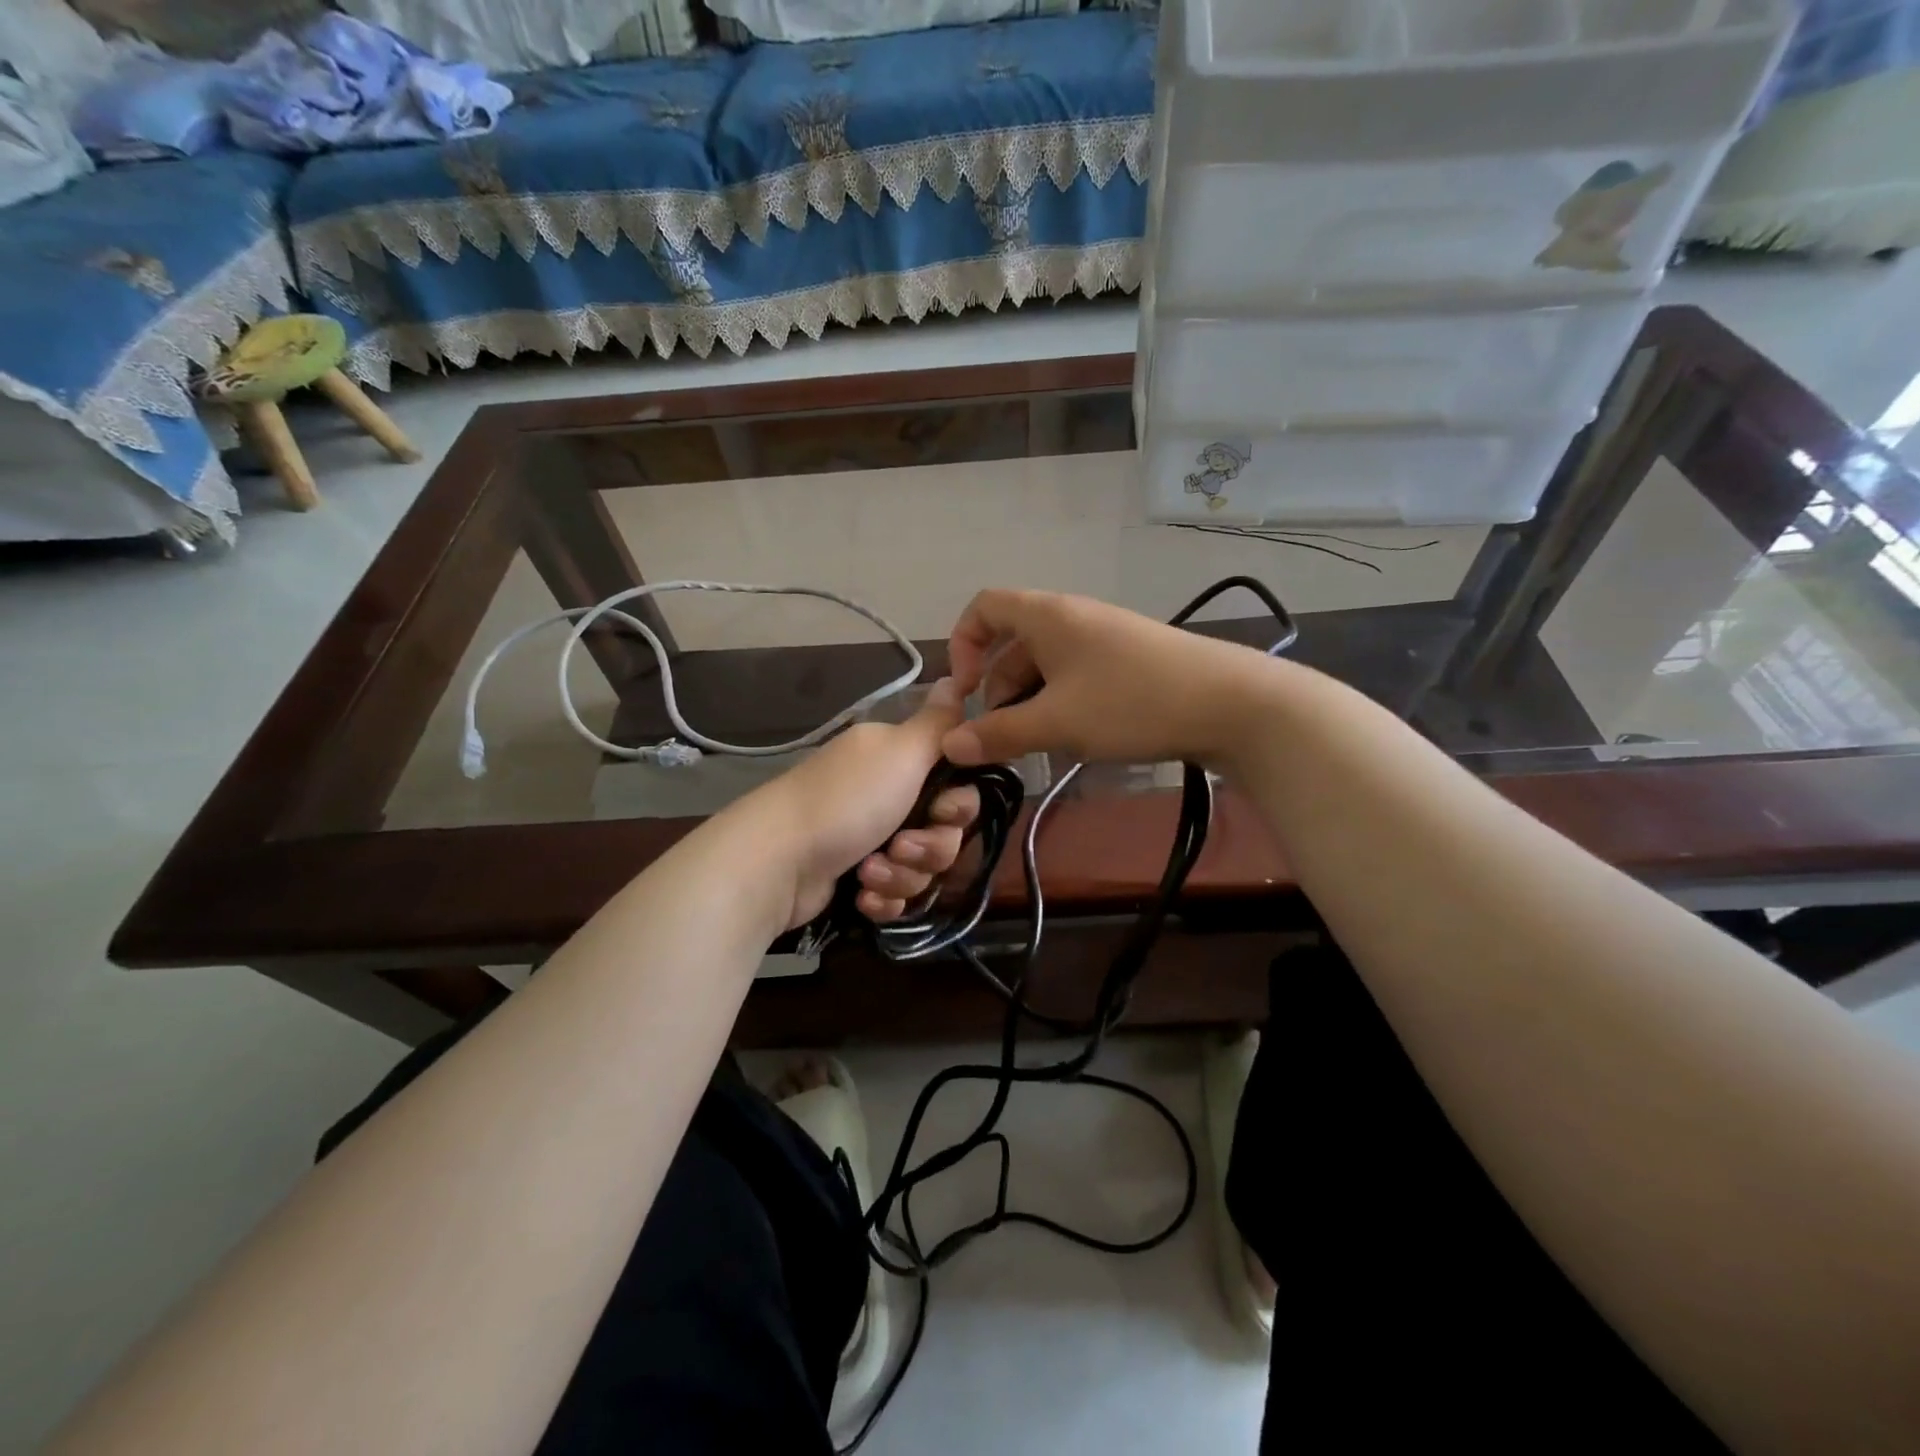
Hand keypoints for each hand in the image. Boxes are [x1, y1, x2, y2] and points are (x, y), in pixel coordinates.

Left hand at [759, 678, 981, 931]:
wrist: (777, 863)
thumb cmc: (846, 802)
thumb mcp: (900, 751)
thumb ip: (938, 723)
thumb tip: (956, 678)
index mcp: (899, 761)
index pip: (958, 785)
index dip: (959, 806)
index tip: (943, 811)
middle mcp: (888, 796)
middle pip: (945, 833)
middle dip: (929, 847)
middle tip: (899, 845)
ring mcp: (871, 839)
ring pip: (922, 868)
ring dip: (901, 874)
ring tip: (869, 871)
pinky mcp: (857, 879)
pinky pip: (897, 895)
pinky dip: (882, 897)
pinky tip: (860, 894)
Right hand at [940, 589, 1277, 769]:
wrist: (1230, 703)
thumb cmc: (1131, 702)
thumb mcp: (1057, 722)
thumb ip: (999, 734)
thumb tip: (951, 746)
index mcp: (1047, 616)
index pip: (984, 608)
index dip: (963, 644)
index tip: (966, 692)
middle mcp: (1072, 618)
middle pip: (1013, 644)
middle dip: (998, 690)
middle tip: (1000, 738)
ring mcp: (1103, 640)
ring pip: (1046, 666)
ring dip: (1029, 704)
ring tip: (1034, 748)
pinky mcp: (1128, 662)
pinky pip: (1077, 678)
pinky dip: (1061, 705)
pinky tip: (1071, 741)